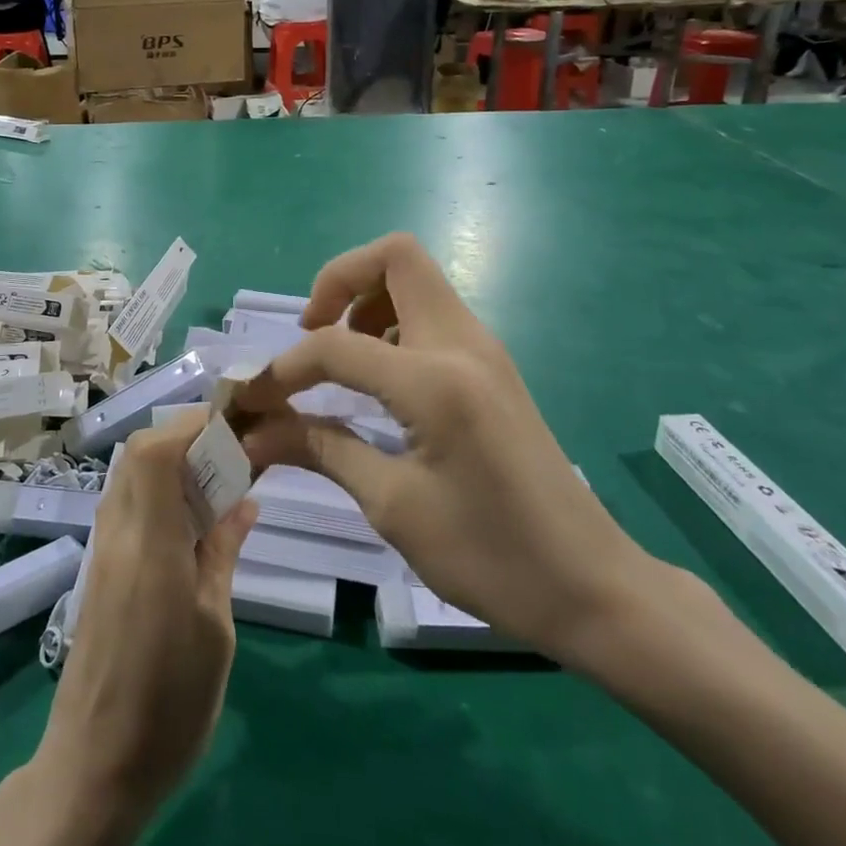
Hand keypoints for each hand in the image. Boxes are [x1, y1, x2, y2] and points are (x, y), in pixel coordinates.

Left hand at [35, 413, 256, 819]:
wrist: (93, 770)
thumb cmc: (168, 705)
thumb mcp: (215, 629)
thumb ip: (222, 553)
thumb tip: (243, 501)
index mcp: (148, 545)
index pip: (155, 453)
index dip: (191, 425)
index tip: (234, 423)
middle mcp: (117, 535)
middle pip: (138, 455)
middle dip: (183, 436)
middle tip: (232, 450)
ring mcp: (103, 552)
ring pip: (130, 478)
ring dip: (171, 463)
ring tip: (220, 480)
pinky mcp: (100, 572)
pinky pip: (128, 508)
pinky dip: (160, 493)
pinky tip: (194, 521)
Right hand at [235, 233, 660, 663]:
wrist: (592, 588)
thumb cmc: (491, 557)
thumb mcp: (394, 506)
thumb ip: (322, 450)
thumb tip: (257, 432)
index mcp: (436, 381)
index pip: (337, 345)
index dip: (284, 367)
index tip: (253, 398)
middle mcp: (463, 344)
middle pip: (395, 256)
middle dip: (338, 281)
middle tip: (312, 334)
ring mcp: (483, 350)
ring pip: (415, 280)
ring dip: (366, 300)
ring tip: (341, 362)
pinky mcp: (491, 367)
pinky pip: (430, 314)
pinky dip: (391, 324)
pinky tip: (377, 382)